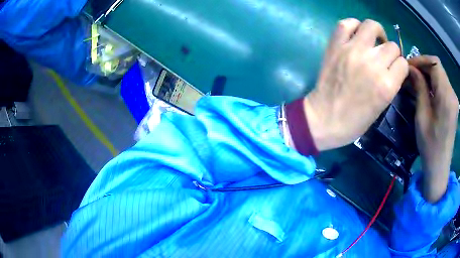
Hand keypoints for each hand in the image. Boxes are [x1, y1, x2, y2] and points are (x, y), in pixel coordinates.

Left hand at [303, 19, 408, 150]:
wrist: (324, 118)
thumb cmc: (355, 121)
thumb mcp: (381, 106)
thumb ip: (390, 84)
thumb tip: (393, 66)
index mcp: (387, 85)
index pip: (403, 63)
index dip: (400, 67)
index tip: (395, 70)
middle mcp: (373, 64)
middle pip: (392, 46)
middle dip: (391, 53)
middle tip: (383, 58)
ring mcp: (353, 51)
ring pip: (372, 26)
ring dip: (377, 33)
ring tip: (373, 42)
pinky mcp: (336, 45)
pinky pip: (346, 24)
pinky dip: (353, 25)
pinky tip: (356, 34)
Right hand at [408, 55, 458, 202]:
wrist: (439, 166)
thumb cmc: (429, 145)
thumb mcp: (422, 115)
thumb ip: (419, 88)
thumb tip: (411, 69)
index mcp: (446, 96)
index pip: (435, 64)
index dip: (421, 60)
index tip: (409, 66)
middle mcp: (452, 94)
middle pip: (438, 68)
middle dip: (424, 67)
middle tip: (410, 74)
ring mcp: (454, 99)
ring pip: (441, 75)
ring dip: (428, 75)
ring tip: (416, 81)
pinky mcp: (453, 104)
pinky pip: (443, 85)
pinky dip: (434, 83)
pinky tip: (426, 90)